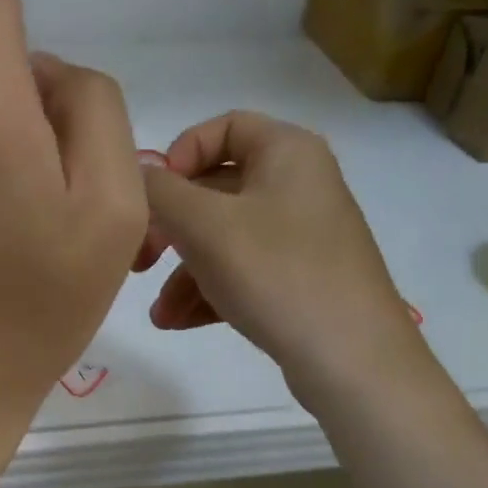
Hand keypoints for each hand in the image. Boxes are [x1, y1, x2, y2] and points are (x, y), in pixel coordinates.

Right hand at [136, 111, 421, 406]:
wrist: (353, 360)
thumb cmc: (276, 274)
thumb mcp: (204, 226)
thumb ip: (158, 191)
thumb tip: (135, 173)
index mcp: (287, 152)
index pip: (222, 128)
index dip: (178, 155)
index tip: (153, 197)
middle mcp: (298, 184)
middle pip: (215, 189)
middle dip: (170, 228)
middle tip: (141, 261)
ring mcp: (302, 234)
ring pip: (224, 237)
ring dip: (183, 271)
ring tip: (160, 313)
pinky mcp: (302, 277)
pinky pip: (243, 269)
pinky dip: (209, 289)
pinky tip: (179, 322)